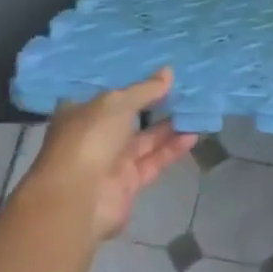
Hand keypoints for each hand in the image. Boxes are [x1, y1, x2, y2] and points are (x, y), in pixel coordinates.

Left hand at [29, 68, 194, 242]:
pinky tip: (193, 134)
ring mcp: (110, 162)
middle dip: (154, 105)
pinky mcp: (127, 183)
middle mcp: (94, 136)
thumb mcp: (117, 104)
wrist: (77, 200)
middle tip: (184, 89)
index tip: (155, 71)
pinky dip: (172, 149)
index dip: (130, 83)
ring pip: (144, 140)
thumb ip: (145, 89)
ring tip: (195, 110)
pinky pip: (154, 161)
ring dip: (168, 127)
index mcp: (80, 113)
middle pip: (129, 117)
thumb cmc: (89, 139)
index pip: (107, 94)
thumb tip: (168, 72)